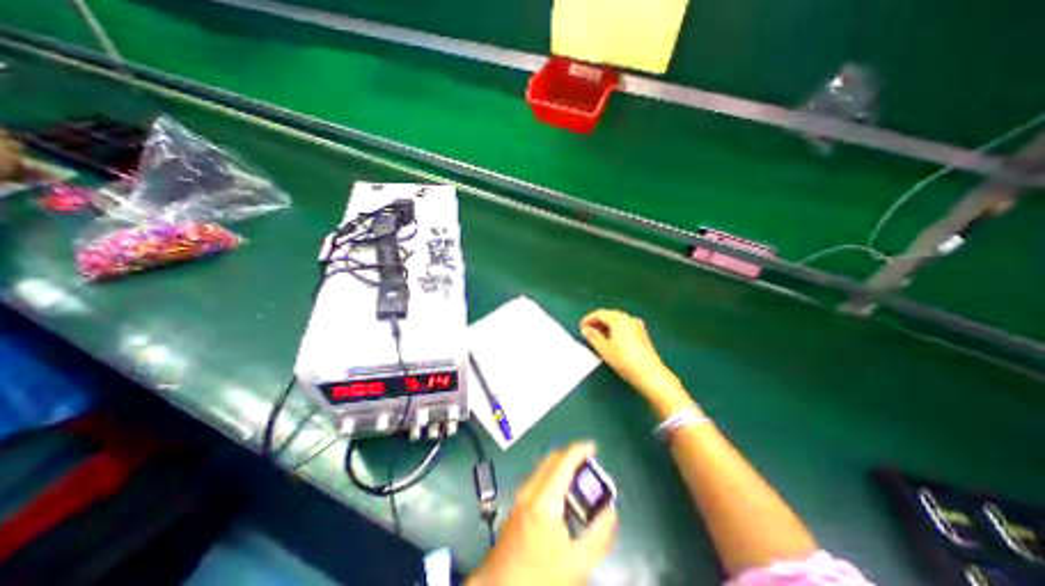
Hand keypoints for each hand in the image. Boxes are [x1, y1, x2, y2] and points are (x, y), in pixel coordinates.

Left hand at [470, 444, 612, 585]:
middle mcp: (528, 492)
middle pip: (551, 460)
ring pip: (542, 468)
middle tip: (589, 464)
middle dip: (571, 456)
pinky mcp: (516, 506)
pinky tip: (561, 497)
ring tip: (579, 480)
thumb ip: (599, 535)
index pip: (563, 462)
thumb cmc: (540, 577)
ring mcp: (519, 498)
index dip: (579, 450)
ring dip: (561, 466)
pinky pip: (536, 480)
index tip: (593, 447)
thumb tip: (610, 511)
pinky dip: (551, 477)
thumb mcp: (577, 564)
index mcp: (544, 501)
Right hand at [574, 311, 682, 397]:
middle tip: (587, 331)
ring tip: (597, 337)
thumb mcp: (604, 349)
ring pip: (617, 321)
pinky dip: (615, 329)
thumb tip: (585, 329)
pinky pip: (624, 326)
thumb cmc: (623, 359)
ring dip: (606, 326)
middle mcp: (628, 318)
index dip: (588, 319)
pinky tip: (612, 340)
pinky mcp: (642, 334)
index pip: (599, 314)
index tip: (580, 327)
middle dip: (597, 322)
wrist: (649, 373)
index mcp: (618, 319)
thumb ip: (593, 337)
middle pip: (609, 315)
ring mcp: (637, 325)